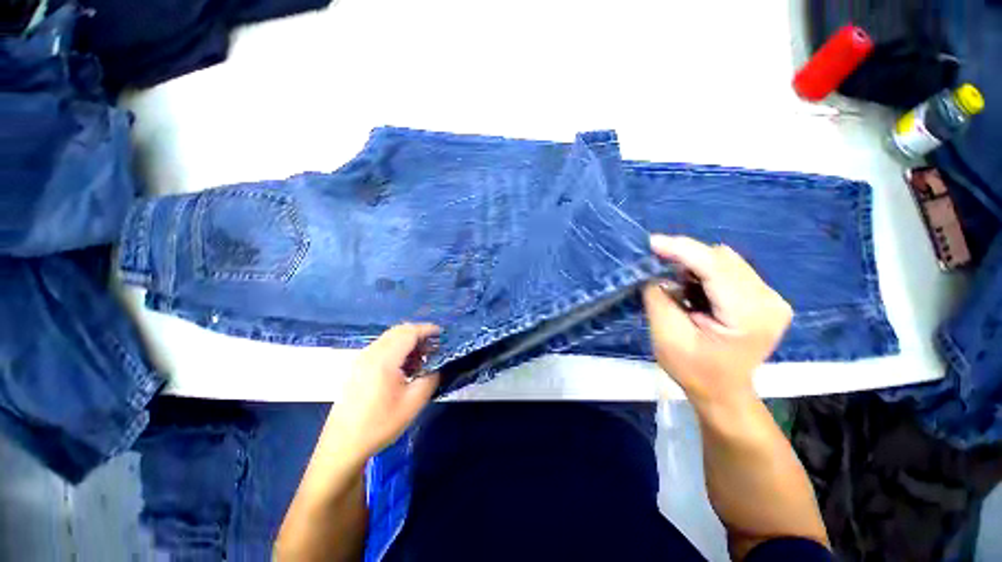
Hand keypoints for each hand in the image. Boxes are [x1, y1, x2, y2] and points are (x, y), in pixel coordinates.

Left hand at [325, 323, 440, 462]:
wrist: (343, 446)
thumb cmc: (380, 425)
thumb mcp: (414, 403)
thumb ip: (431, 378)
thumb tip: (438, 364)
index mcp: (384, 360)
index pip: (409, 332)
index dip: (427, 330)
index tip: (442, 335)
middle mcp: (370, 353)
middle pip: (398, 331)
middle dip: (418, 333)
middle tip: (434, 346)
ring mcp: (361, 359)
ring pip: (389, 338)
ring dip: (407, 341)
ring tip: (421, 357)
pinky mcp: (356, 367)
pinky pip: (380, 348)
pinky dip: (396, 348)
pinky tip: (403, 366)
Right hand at [642, 235, 791, 406]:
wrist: (723, 392)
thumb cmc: (693, 370)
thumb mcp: (667, 337)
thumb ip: (659, 299)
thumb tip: (655, 274)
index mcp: (749, 315)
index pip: (715, 267)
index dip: (682, 250)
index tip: (652, 242)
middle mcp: (769, 300)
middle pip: (723, 259)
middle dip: (686, 257)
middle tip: (658, 267)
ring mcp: (771, 298)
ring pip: (726, 261)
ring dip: (695, 265)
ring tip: (677, 285)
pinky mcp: (764, 298)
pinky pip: (730, 270)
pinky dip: (705, 272)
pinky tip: (693, 289)